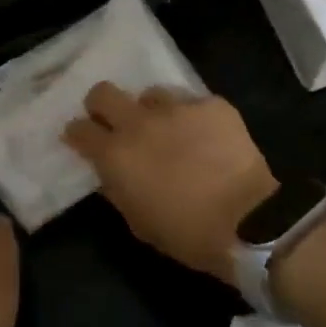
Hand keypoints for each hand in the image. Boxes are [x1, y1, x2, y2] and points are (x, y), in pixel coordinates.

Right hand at [62, 83, 276, 284]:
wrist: (248, 220)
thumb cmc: (187, 233)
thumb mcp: (139, 222)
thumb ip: (119, 189)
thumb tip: (112, 173)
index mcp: (115, 155)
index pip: (79, 130)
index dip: (77, 133)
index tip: (82, 139)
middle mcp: (139, 123)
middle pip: (104, 93)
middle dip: (102, 105)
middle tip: (115, 122)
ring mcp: (177, 108)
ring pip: (151, 94)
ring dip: (152, 111)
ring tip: (169, 130)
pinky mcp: (211, 105)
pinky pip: (192, 103)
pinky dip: (192, 118)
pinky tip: (206, 136)